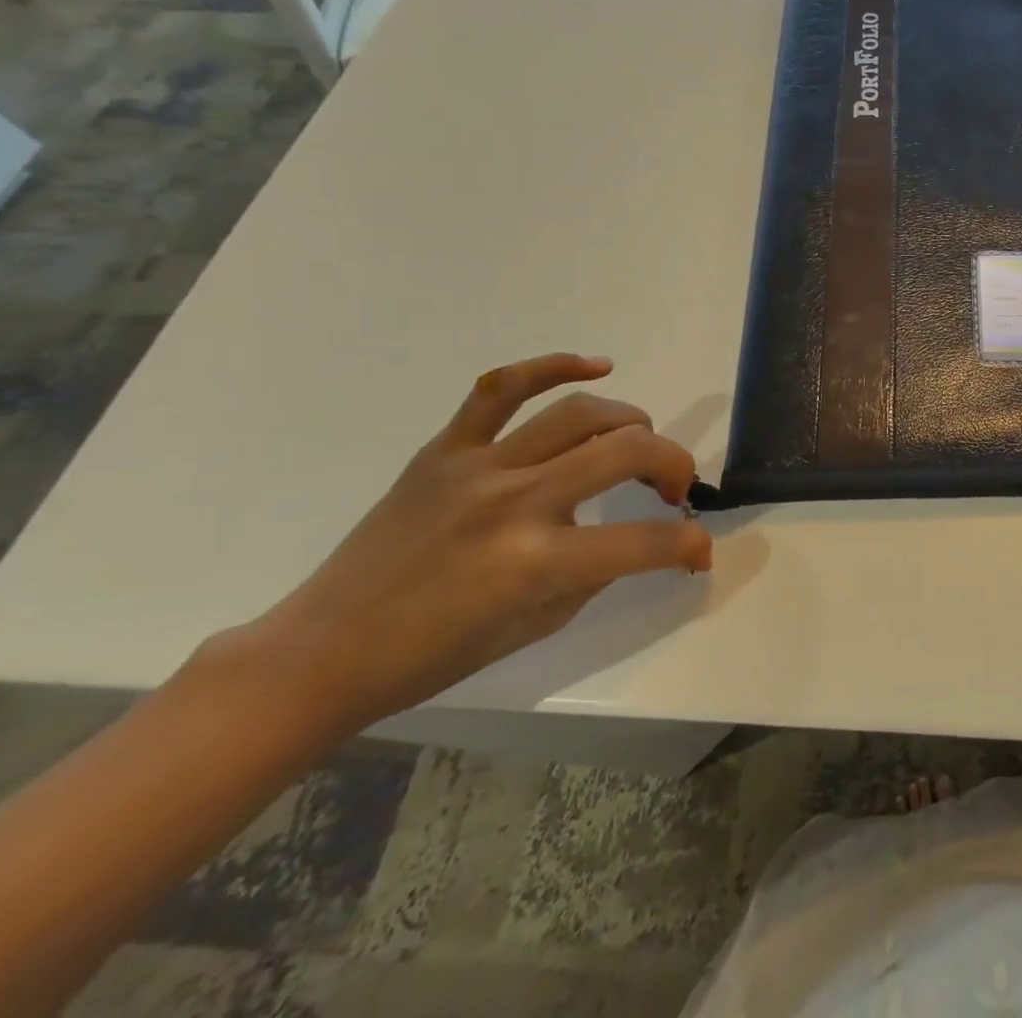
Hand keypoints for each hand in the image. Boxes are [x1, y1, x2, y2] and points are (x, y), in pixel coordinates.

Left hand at [222, 353, 711, 735]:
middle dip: (673, 464)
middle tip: (673, 488)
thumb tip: (629, 538)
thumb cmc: (432, 656)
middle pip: (626, 452)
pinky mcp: (444, 449)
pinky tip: (597, 365)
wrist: (322, 651)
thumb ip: (592, 574)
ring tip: (641, 437)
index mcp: (536, 563)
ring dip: (631, 421)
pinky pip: (501, 388)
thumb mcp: (535, 627)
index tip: (699, 551)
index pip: (644, 542)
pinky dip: (554, 366)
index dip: (689, 545)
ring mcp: (477, 467)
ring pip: (579, 413)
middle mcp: (515, 503)